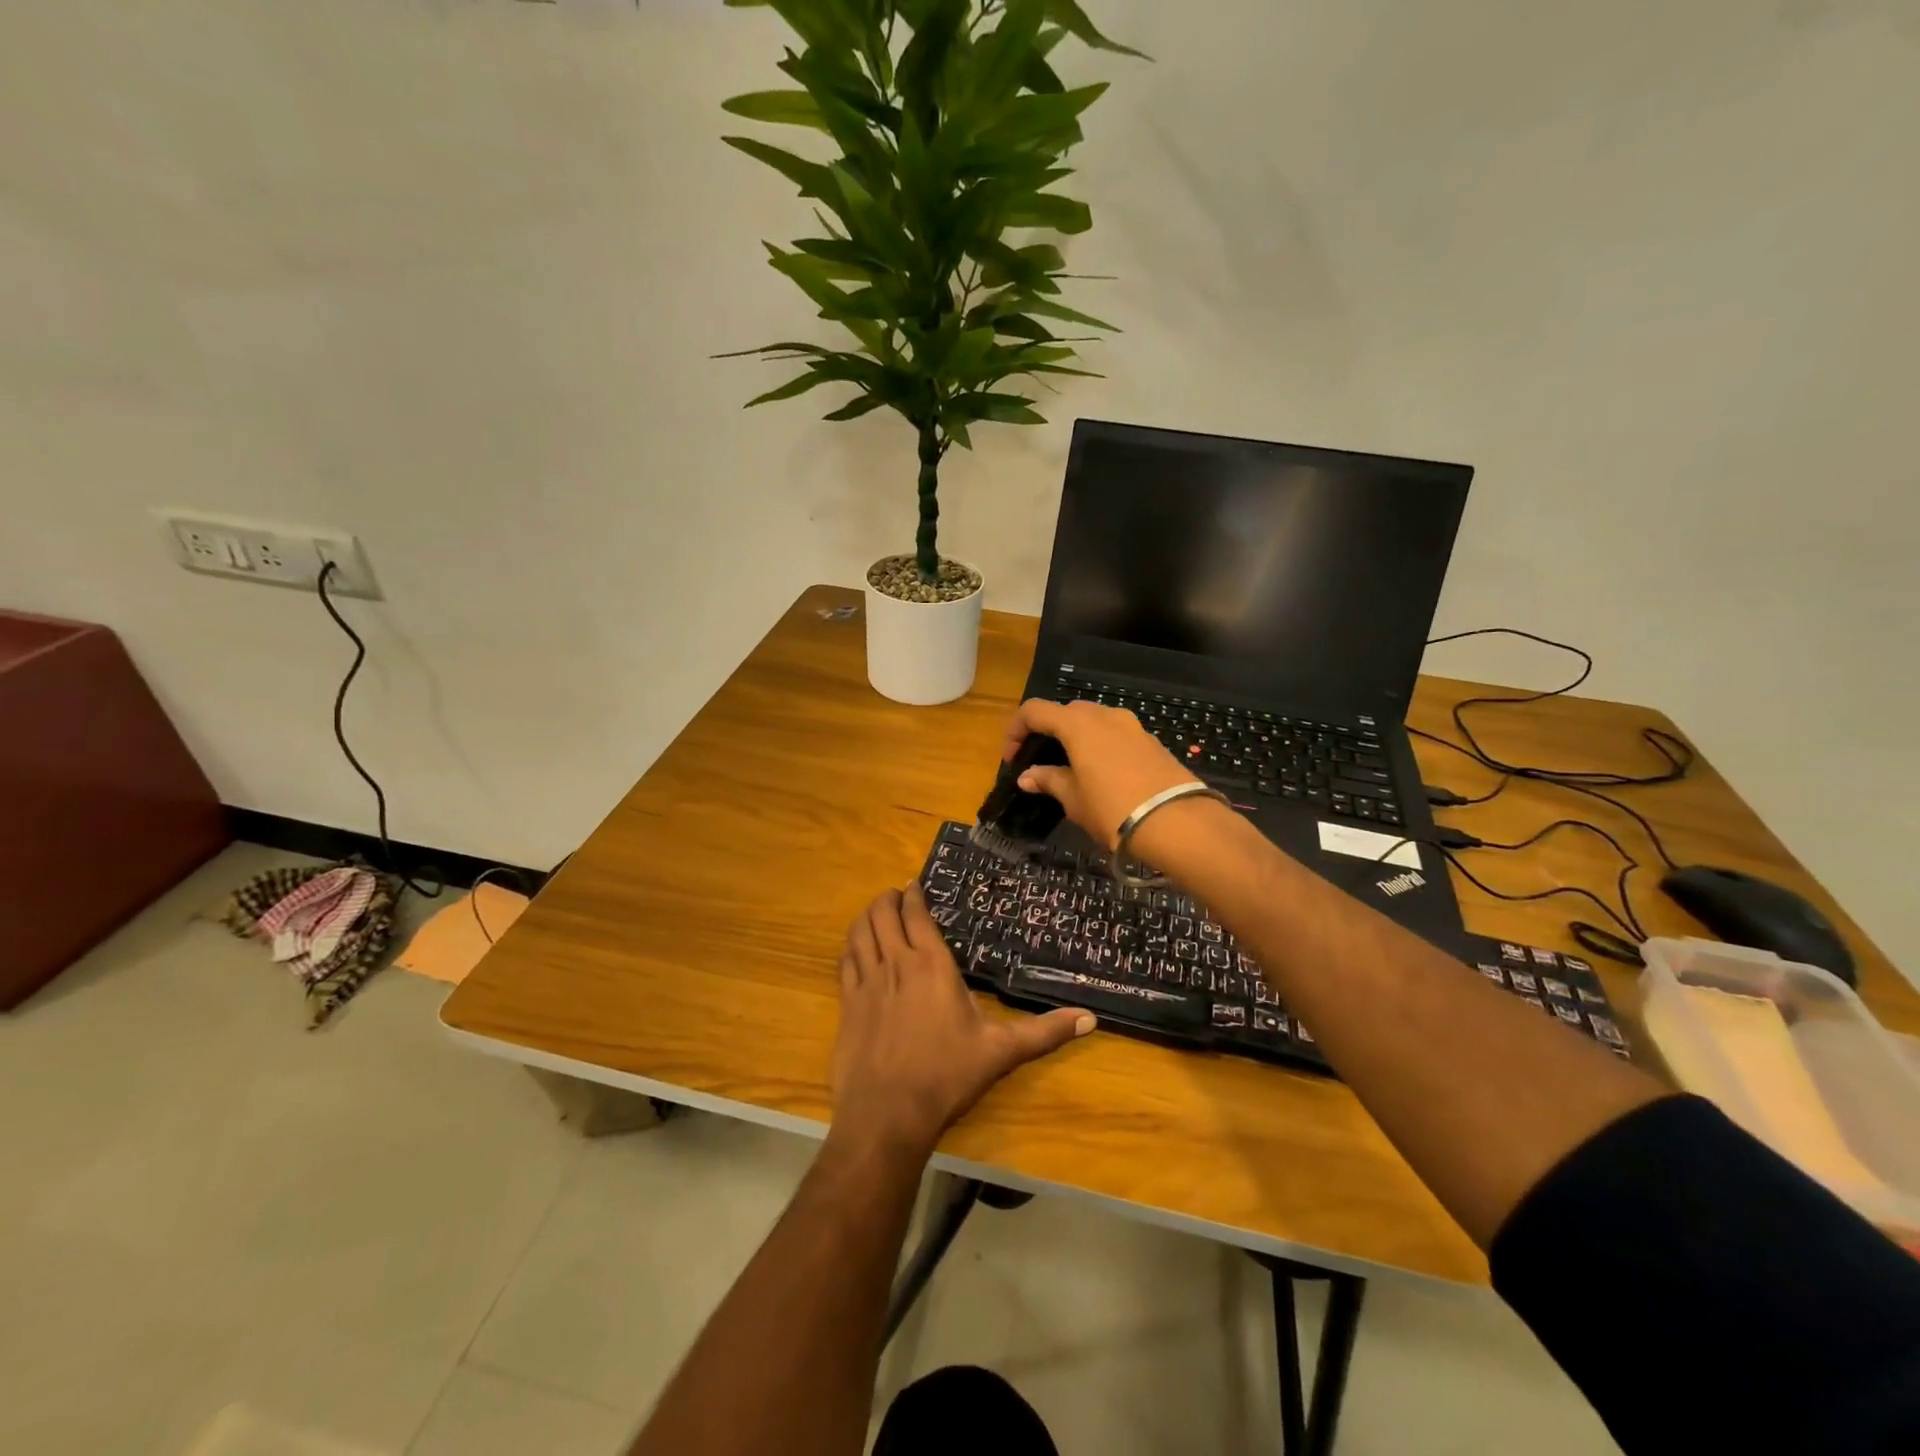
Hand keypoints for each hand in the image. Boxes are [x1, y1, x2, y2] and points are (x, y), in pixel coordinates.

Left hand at [831, 886, 1093, 1157]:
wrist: (888, 1114)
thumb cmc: (947, 1076)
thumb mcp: (1001, 1052)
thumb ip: (1044, 1032)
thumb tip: (1090, 1019)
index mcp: (931, 965)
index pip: (916, 914)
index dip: (913, 895)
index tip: (914, 885)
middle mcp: (896, 963)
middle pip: (882, 914)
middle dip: (887, 898)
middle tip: (895, 895)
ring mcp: (867, 982)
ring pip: (860, 932)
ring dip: (867, 916)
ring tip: (875, 912)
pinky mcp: (847, 1004)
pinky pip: (845, 961)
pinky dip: (850, 945)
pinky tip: (855, 948)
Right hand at [1001, 698, 1204, 849]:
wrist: (1178, 823)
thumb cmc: (1113, 809)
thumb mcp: (1073, 799)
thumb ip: (1049, 781)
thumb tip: (1028, 776)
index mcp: (1078, 724)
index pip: (1035, 711)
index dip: (1016, 730)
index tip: (1012, 758)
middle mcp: (1105, 715)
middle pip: (1066, 712)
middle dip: (1047, 732)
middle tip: (1039, 762)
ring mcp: (1132, 726)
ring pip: (1094, 722)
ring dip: (1075, 738)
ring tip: (1070, 770)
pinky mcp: (1152, 742)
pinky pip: (1115, 735)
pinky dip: (1100, 746)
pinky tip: (1101, 775)